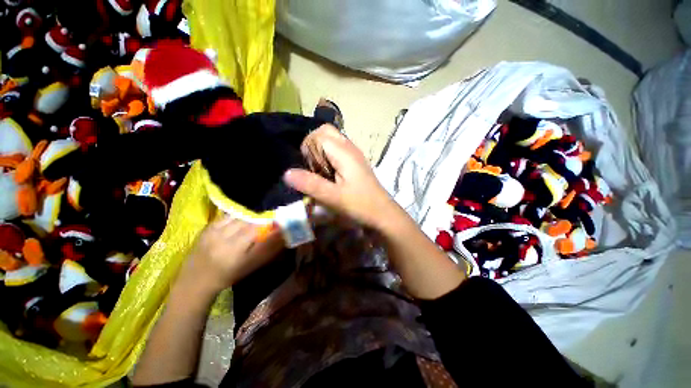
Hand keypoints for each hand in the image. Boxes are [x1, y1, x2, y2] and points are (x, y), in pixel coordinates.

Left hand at [180, 217, 284, 294]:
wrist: (197, 281)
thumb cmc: (229, 275)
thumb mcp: (251, 265)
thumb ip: (267, 248)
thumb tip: (281, 233)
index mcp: (234, 249)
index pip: (255, 228)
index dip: (267, 221)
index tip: (276, 220)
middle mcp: (222, 238)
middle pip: (246, 220)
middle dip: (259, 217)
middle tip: (267, 218)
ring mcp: (212, 232)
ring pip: (237, 216)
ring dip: (248, 216)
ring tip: (255, 219)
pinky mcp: (206, 228)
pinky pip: (226, 217)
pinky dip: (237, 217)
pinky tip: (240, 221)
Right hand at [284, 125, 395, 228]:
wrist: (383, 214)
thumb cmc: (360, 205)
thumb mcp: (333, 197)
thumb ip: (310, 184)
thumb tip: (286, 173)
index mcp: (344, 152)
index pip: (319, 134)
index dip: (309, 148)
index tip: (309, 168)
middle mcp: (350, 148)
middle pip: (326, 132)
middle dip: (314, 146)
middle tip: (313, 168)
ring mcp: (354, 155)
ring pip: (332, 142)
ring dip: (321, 153)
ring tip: (321, 173)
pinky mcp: (355, 163)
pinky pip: (338, 152)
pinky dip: (329, 159)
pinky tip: (330, 176)